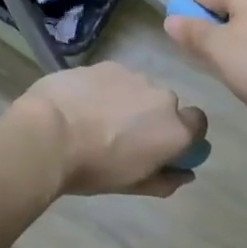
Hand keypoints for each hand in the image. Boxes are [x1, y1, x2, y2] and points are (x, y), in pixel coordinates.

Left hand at [12, 63, 206, 198]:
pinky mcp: (106, 63)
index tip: (163, 146)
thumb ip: (166, 179)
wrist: (49, 132)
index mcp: (175, 129)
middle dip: (150, 117)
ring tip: (97, 118)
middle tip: (123, 136)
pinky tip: (82, 102)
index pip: (197, 123)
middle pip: (165, 105)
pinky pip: (115, 78)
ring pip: (139, 88)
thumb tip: (185, 173)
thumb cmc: (94, 168)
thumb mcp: (134, 184)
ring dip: (127, 100)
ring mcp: (133, 75)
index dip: (184, 133)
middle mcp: (161, 97)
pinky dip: (105, 88)